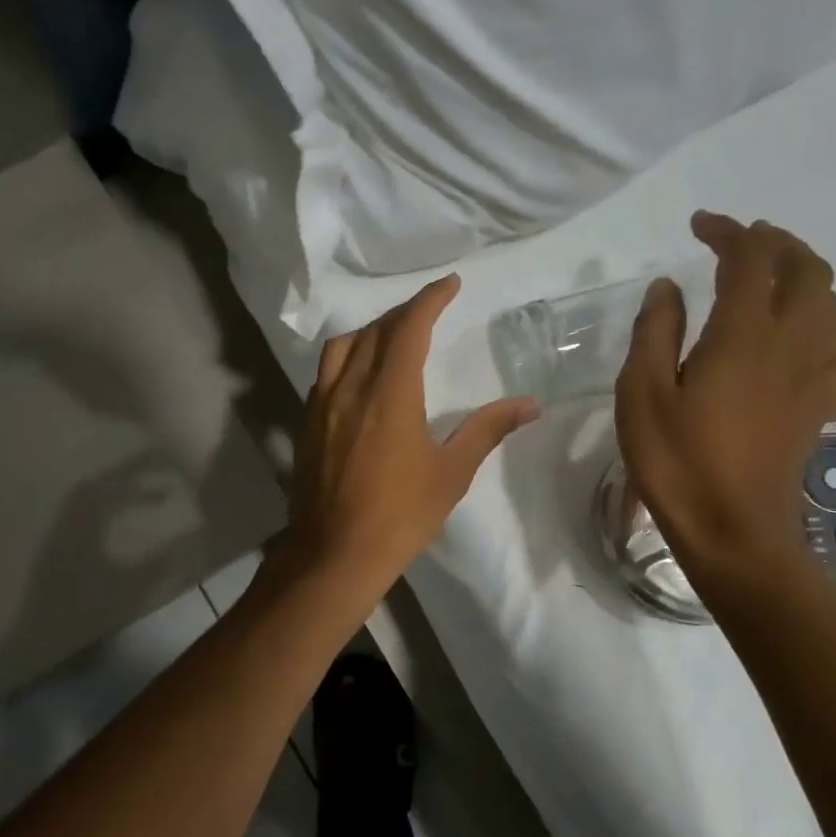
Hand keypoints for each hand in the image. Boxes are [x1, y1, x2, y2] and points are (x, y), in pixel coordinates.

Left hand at [281, 275, 539, 596]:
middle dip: (403, 313)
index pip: (409, 327)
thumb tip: (529, 404)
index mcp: (389, 394)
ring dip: (369, 332)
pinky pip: (325, 374)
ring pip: (342, 348)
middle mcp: (350, 388)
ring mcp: (321, 405)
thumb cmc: (400, 515)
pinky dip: (346, 360)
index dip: (430, 299)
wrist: (335, 552)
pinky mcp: (305, 424)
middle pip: (374, 331)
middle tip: (429, 310)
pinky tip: (359, 378)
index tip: (449, 284)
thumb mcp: (451, 473)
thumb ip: (487, 430)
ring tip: (391, 338)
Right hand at [615, 213, 835, 578]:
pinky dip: (819, 318)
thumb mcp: (641, 395)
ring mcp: (815, 374)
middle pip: (807, 270)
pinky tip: (796, 334)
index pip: (750, 260)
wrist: (734, 529)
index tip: (699, 225)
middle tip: (740, 241)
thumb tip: (667, 287)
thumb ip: (654, 334)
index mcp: (743, 336)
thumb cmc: (676, 462)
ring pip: (830, 302)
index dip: (729, 232)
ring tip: (767, 277)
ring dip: (803, 274)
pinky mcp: (822, 404)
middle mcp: (791, 343)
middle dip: (776, 243)